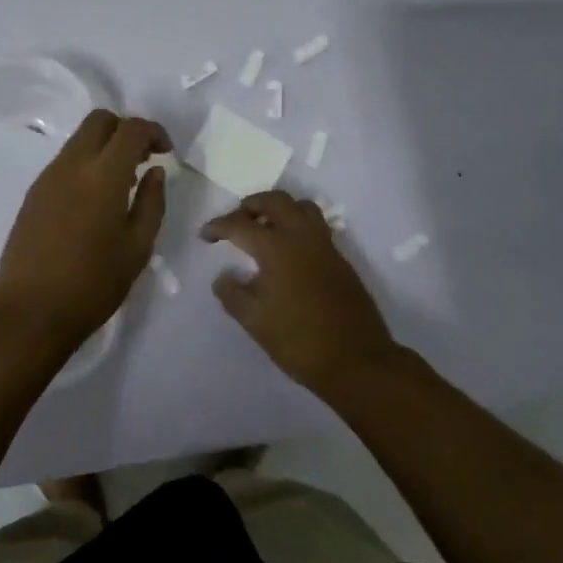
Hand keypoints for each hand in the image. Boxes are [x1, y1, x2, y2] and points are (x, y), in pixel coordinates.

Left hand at [0, 109, 169, 357]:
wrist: (29, 312)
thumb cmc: (92, 284)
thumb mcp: (137, 248)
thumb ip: (152, 202)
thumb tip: (155, 171)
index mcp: (103, 175)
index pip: (131, 129)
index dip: (153, 131)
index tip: (166, 152)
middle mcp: (72, 165)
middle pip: (100, 120)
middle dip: (126, 129)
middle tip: (143, 159)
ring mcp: (48, 176)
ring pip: (80, 138)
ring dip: (105, 146)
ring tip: (122, 183)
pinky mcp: (33, 193)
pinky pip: (65, 160)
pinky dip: (86, 163)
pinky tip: (94, 200)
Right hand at [202, 190, 398, 394]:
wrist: (357, 361)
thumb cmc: (299, 341)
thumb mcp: (255, 321)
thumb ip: (232, 294)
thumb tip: (222, 277)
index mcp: (277, 248)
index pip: (240, 224)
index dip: (218, 226)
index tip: (205, 235)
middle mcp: (302, 237)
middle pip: (275, 200)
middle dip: (252, 204)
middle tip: (236, 220)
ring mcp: (325, 246)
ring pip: (301, 207)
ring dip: (279, 209)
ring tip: (264, 229)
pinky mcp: (340, 259)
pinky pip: (316, 226)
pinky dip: (298, 225)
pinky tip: (289, 251)